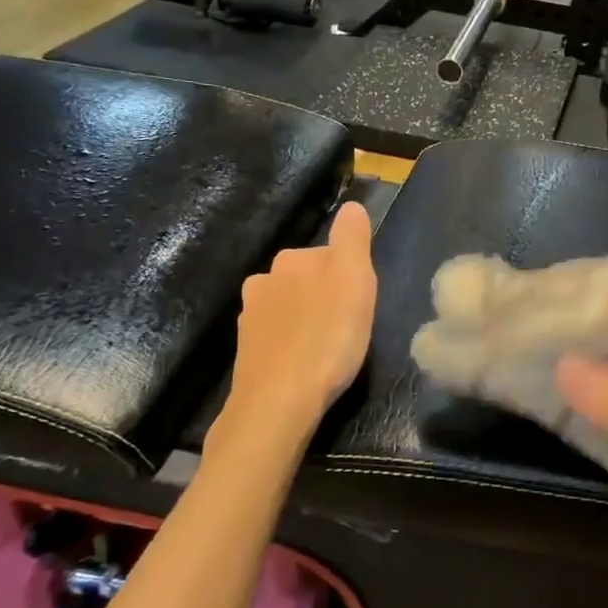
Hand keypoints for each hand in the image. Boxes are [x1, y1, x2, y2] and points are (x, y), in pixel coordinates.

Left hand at [228, 201, 377, 431]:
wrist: (279, 402)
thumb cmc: (328, 338)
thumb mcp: (355, 281)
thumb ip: (353, 239)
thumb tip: (351, 206)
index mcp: (292, 258)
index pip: (331, 255)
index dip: (351, 277)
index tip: (361, 304)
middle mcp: (264, 279)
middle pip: (308, 278)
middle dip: (327, 296)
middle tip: (349, 327)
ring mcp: (250, 316)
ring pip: (290, 306)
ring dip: (308, 319)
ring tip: (327, 348)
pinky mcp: (246, 349)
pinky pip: (278, 335)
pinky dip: (292, 342)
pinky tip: (304, 363)